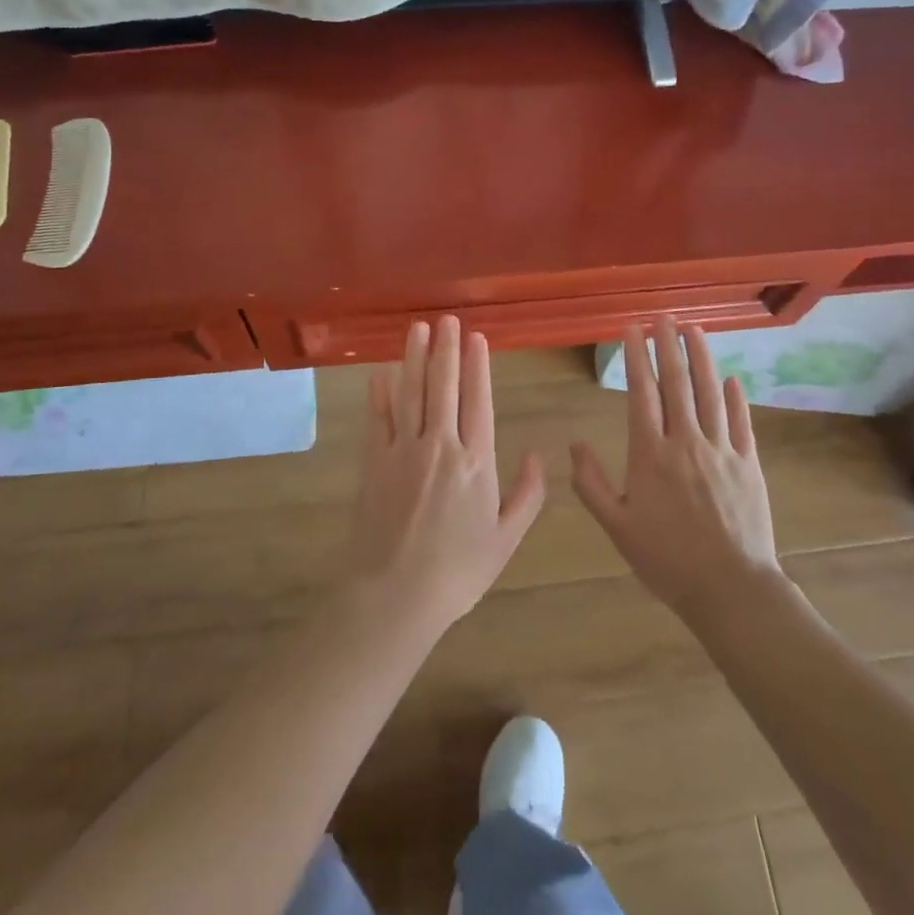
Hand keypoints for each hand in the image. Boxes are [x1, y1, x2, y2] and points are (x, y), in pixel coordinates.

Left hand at [345, 317, 545, 637]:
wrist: (396, 595)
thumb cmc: (458, 570)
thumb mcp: (506, 539)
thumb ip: (528, 495)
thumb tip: (539, 455)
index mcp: (476, 462)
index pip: (479, 400)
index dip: (478, 366)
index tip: (476, 338)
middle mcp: (440, 445)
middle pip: (443, 386)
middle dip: (447, 349)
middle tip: (447, 319)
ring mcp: (403, 450)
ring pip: (411, 392)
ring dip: (415, 357)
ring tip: (419, 328)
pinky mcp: (374, 462)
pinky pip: (378, 419)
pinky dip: (379, 393)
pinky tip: (381, 371)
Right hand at [572, 319, 782, 617]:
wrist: (729, 588)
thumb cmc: (666, 559)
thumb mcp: (616, 526)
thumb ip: (591, 483)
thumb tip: (574, 444)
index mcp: (650, 454)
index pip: (641, 393)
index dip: (635, 357)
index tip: (631, 329)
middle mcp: (686, 441)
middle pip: (677, 383)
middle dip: (668, 346)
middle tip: (663, 317)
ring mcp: (722, 450)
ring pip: (711, 393)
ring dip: (702, 358)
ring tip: (695, 330)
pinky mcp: (749, 464)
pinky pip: (742, 422)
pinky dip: (737, 397)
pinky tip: (732, 378)